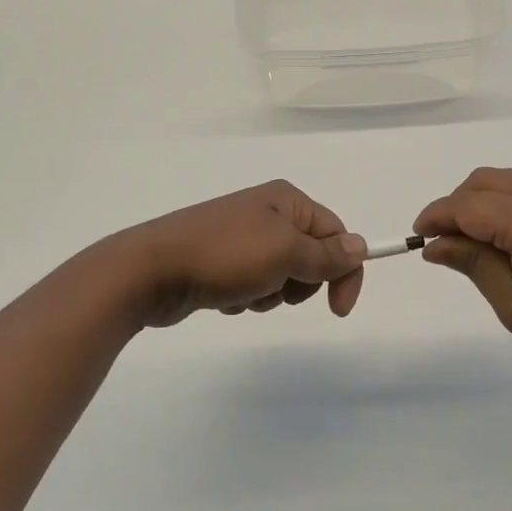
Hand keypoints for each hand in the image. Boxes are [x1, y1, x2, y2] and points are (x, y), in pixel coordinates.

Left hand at [122, 181, 367, 327]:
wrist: (152, 271)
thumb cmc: (225, 255)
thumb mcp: (285, 253)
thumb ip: (326, 255)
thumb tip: (360, 246)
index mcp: (286, 200)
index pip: (335, 233)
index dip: (344, 270)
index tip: (339, 310)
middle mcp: (266, 213)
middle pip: (310, 256)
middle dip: (299, 283)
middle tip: (275, 288)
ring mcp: (241, 237)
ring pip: (282, 276)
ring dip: (269, 294)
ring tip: (243, 292)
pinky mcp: (221, 262)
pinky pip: (253, 285)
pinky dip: (246, 297)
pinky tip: (224, 297)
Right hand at [414, 167, 511, 391]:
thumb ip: (473, 265)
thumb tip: (434, 244)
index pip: (466, 206)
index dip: (436, 217)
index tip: (417, 238)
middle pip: (483, 182)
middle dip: (455, 206)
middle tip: (445, 244)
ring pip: (507, 180)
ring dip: (480, 201)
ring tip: (474, 243)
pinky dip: (506, 202)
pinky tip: (508, 238)